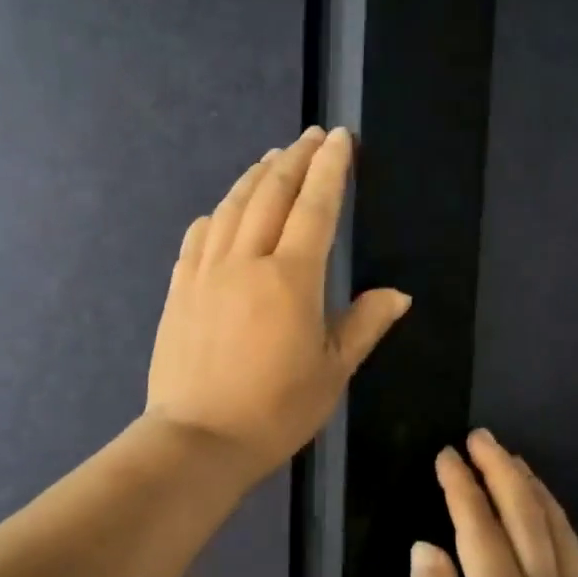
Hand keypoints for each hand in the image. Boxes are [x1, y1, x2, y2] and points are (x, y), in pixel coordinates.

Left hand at [145, 126, 410, 483]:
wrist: (197, 440)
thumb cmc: (275, 411)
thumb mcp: (332, 372)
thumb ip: (363, 325)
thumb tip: (398, 294)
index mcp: (291, 279)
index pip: (315, 207)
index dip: (330, 168)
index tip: (340, 138)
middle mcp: (245, 261)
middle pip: (271, 194)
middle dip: (294, 159)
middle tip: (311, 136)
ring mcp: (205, 272)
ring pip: (232, 207)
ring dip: (256, 177)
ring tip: (273, 159)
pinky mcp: (179, 288)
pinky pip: (199, 235)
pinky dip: (219, 213)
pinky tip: (224, 210)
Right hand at [411, 430, 577, 576]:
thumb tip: (426, 546)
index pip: (479, 526)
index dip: (461, 485)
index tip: (446, 454)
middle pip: (527, 515)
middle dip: (503, 470)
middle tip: (482, 438)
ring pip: (560, 533)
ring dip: (536, 491)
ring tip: (516, 463)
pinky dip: (566, 530)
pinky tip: (557, 522)